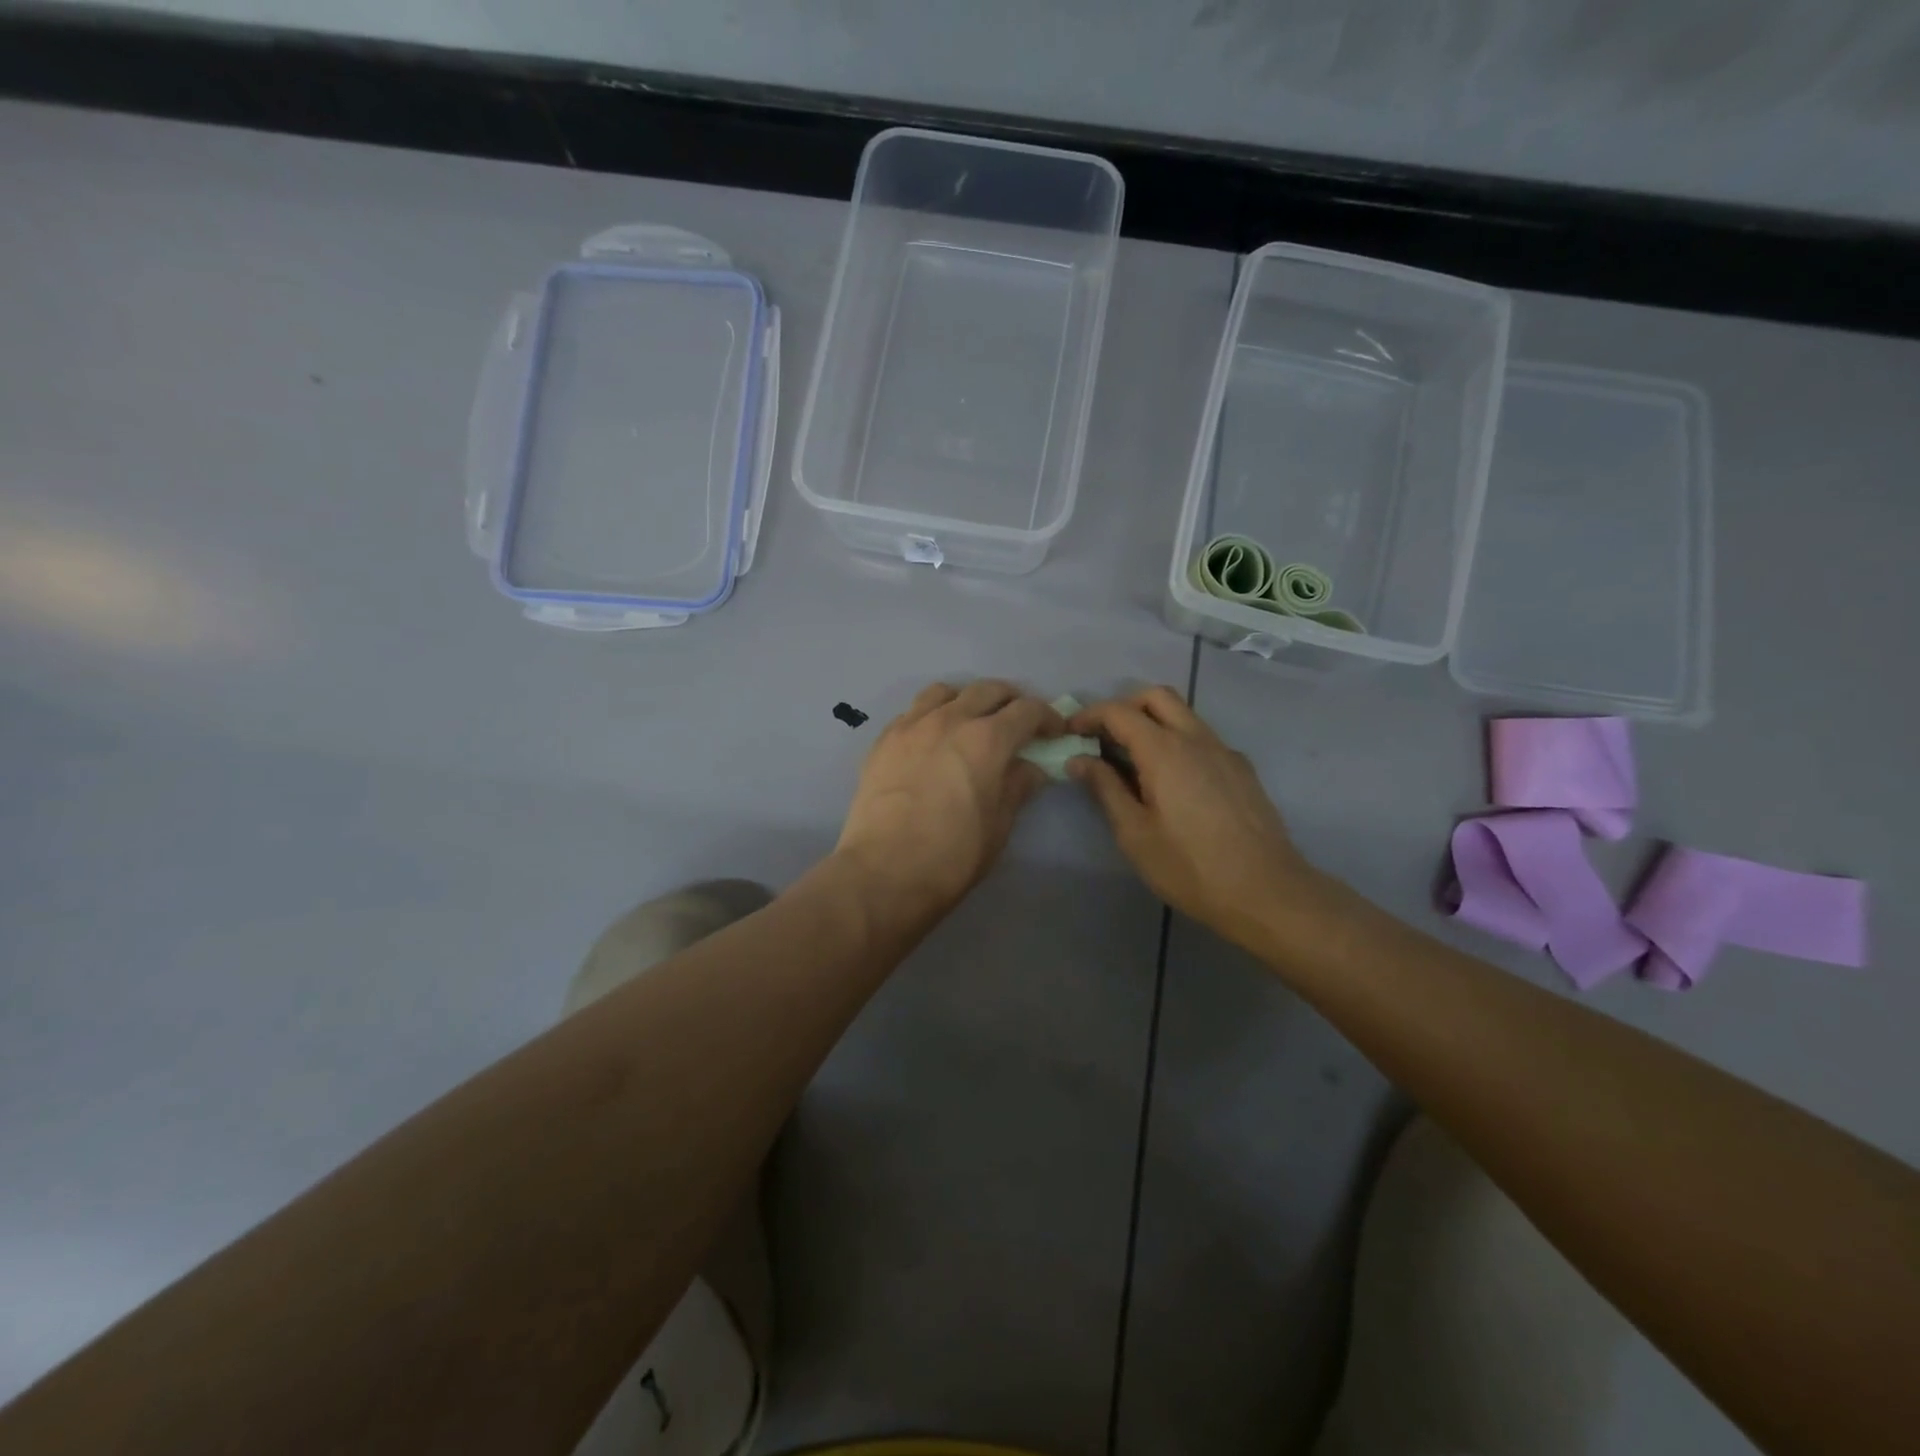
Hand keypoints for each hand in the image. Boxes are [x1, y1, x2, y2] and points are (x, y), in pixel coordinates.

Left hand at [836, 681, 1064, 918]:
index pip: (1027, 710)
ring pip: (945, 692)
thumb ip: (1017, 788)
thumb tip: (1029, 769)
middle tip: (1018, 723)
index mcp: (987, 739)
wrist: (882, 872)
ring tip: (971, 721)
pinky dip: (932, 715)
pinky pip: (913, 711)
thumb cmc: (951, 856)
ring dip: (967, 700)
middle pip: (987, 690)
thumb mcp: (998, 826)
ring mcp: (911, 725)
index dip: (1047, 717)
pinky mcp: (883, 739)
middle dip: (1010, 701)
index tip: (1054, 732)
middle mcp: (950, 719)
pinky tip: (933, 740)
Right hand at [1068, 687, 1325, 945]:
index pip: (1119, 712)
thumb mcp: (1134, 833)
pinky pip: (1202, 738)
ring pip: (1183, 714)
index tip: (1070, 734)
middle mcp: (1196, 738)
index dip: (1089, 716)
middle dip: (1124, 707)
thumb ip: (1105, 789)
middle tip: (1103, 738)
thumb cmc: (1190, 866)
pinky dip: (1177, 742)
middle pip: (1156, 697)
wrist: (1266, 891)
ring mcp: (1224, 751)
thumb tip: (1079, 760)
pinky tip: (1171, 782)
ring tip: (1132, 761)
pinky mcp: (1241, 769)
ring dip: (1152, 722)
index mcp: (1164, 750)